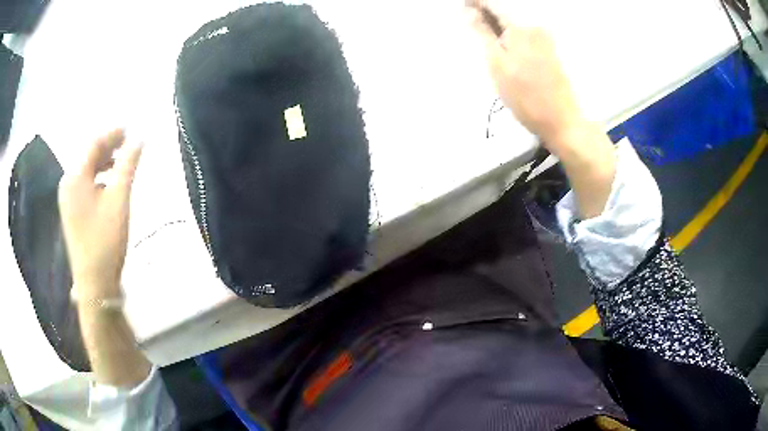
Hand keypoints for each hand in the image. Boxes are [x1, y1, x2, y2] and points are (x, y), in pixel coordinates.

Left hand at [59, 129, 142, 298]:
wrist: (94, 283)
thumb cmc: (105, 240)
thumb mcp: (119, 200)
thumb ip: (128, 165)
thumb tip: (140, 138)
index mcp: (75, 177)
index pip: (94, 144)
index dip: (113, 133)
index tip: (130, 128)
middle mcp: (67, 183)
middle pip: (88, 156)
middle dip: (108, 147)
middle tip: (128, 143)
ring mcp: (67, 199)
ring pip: (86, 171)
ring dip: (104, 163)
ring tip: (121, 162)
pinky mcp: (71, 213)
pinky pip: (84, 186)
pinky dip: (98, 179)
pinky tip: (109, 185)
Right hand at [466, 0, 583, 146]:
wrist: (562, 121)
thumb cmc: (526, 97)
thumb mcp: (497, 65)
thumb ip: (482, 33)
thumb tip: (468, 10)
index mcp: (520, 26)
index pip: (492, 4)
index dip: (475, 3)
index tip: (463, 7)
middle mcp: (535, 26)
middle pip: (503, 13)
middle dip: (486, 17)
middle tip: (471, 28)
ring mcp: (545, 38)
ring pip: (513, 24)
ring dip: (497, 28)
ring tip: (486, 42)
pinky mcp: (550, 49)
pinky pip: (524, 35)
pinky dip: (510, 38)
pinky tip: (504, 51)